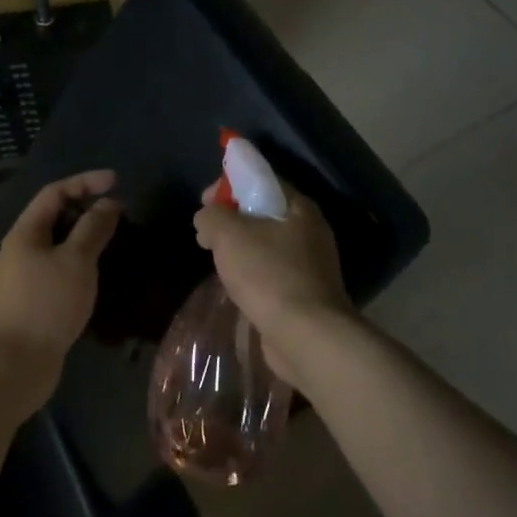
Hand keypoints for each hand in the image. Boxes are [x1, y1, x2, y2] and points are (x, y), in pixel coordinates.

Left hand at [0, 169, 120, 413]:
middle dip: (87, 210)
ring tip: (115, 242)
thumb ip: (93, 228)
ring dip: (86, 239)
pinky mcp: (34, 303)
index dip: (85, 182)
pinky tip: (99, 276)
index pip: (55, 192)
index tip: (116, 182)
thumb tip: (109, 203)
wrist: (12, 366)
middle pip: (55, 217)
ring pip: (59, 246)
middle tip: (119, 215)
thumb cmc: (44, 305)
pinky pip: (60, 271)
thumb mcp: (75, 260)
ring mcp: (25, 278)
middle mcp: (22, 249)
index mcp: (26, 232)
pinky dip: (81, 265)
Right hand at [193, 181, 352, 388]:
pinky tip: (236, 285)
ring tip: (216, 260)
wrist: (307, 336)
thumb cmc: (268, 274)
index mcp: (299, 207)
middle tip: (206, 234)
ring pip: (266, 244)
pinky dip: (252, 272)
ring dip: (240, 248)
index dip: (229, 185)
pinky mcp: (306, 293)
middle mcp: (311, 230)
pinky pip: (272, 271)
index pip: (261, 180)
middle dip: (231, 219)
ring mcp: (312, 264)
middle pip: (263, 212)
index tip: (204, 202)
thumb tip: (207, 218)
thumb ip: (212, 216)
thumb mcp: (229, 234)